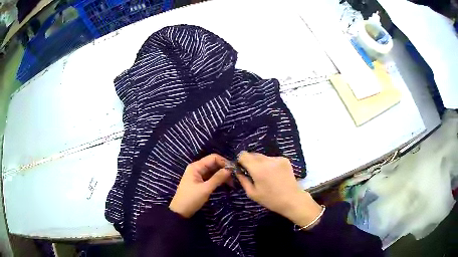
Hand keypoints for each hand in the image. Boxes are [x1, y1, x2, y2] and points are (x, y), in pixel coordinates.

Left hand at [169, 154, 230, 217]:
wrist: (180, 211)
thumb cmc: (191, 199)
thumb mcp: (205, 189)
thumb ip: (218, 178)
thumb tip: (230, 169)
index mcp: (196, 166)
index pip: (213, 158)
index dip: (224, 162)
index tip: (234, 170)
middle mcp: (197, 168)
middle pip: (214, 164)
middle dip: (224, 169)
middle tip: (235, 178)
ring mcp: (198, 175)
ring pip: (213, 171)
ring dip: (222, 175)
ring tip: (232, 183)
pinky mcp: (200, 182)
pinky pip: (211, 177)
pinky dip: (218, 180)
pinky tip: (225, 185)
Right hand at [236, 152, 322, 227]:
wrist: (292, 199)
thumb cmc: (270, 199)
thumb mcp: (252, 193)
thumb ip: (242, 180)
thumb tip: (237, 170)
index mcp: (258, 169)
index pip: (243, 155)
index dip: (240, 160)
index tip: (241, 168)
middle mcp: (267, 160)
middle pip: (253, 154)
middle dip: (250, 161)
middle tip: (252, 173)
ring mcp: (277, 159)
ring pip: (262, 156)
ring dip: (260, 162)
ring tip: (264, 175)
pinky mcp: (284, 159)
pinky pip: (271, 158)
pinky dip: (269, 163)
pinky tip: (273, 174)